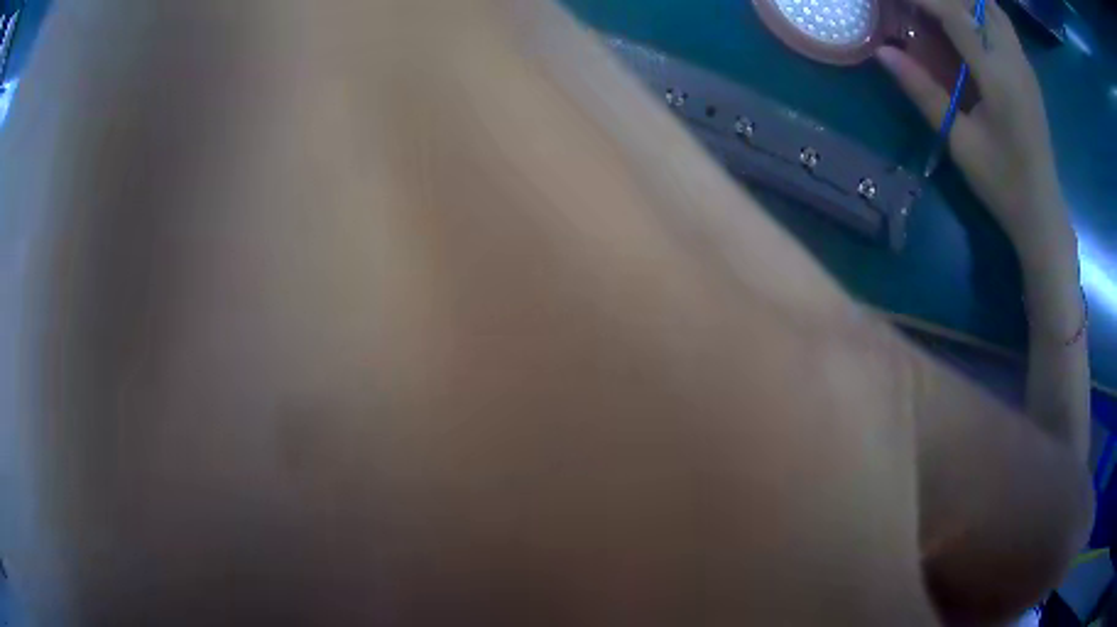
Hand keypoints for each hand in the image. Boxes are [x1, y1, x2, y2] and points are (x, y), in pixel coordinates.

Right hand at [876, 0, 1071, 252]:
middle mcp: (1014, 60)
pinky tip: (966, 22)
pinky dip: (979, 10)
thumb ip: (923, 91)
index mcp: (998, 77)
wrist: (1043, 212)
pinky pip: (1001, 22)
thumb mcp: (959, 142)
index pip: (954, 14)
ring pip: (991, 7)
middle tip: (917, 5)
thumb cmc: (1002, 184)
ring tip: (938, 9)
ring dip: (964, 1)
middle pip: (976, 2)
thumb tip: (883, 52)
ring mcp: (1024, 64)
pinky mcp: (1028, 72)